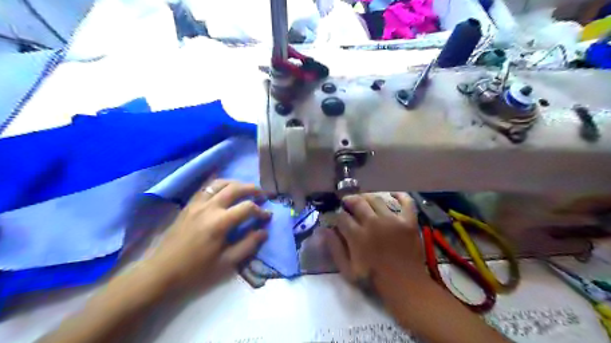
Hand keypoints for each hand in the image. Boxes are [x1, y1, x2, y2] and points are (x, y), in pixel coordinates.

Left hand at [142, 180, 268, 291]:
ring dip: (236, 183)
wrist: (162, 271)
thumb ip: (248, 245)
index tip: (267, 216)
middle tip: (262, 194)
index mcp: (220, 223)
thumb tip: (264, 231)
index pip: (247, 208)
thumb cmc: (196, 270)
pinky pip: (206, 188)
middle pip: (235, 188)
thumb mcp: (226, 263)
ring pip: (220, 183)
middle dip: (252, 189)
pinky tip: (224, 188)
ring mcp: (197, 204)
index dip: (261, 210)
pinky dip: (219, 184)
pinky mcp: (189, 205)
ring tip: (245, 189)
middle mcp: (209, 207)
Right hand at [321, 194, 424, 286]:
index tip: (336, 217)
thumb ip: (335, 248)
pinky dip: (400, 196)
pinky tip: (393, 194)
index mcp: (357, 235)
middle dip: (349, 200)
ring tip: (364, 200)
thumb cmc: (373, 278)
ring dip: (368, 197)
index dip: (337, 214)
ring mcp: (392, 220)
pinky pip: (406, 202)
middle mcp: (373, 223)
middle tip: (347, 202)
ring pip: (377, 199)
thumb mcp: (347, 269)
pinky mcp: (408, 221)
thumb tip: (324, 230)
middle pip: (358, 202)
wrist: (404, 284)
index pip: (342, 216)